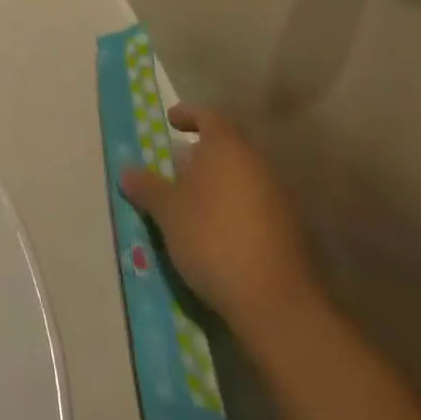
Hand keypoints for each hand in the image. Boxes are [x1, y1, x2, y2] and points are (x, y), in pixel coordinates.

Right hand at [119, 104, 322, 335]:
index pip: (208, 116)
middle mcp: (258, 166)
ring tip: (191, 204)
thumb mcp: (167, 211)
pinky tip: (217, 233)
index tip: (170, 121)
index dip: (188, 114)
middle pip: (227, 148)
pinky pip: (256, 207)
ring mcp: (280, 200)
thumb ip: (147, 187)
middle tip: (175, 168)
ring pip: (242, 179)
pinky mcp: (292, 234)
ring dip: (217, 185)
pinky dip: (234, 210)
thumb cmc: (213, 239)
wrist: (277, 305)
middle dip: (200, 155)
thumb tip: (128, 172)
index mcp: (228, 149)